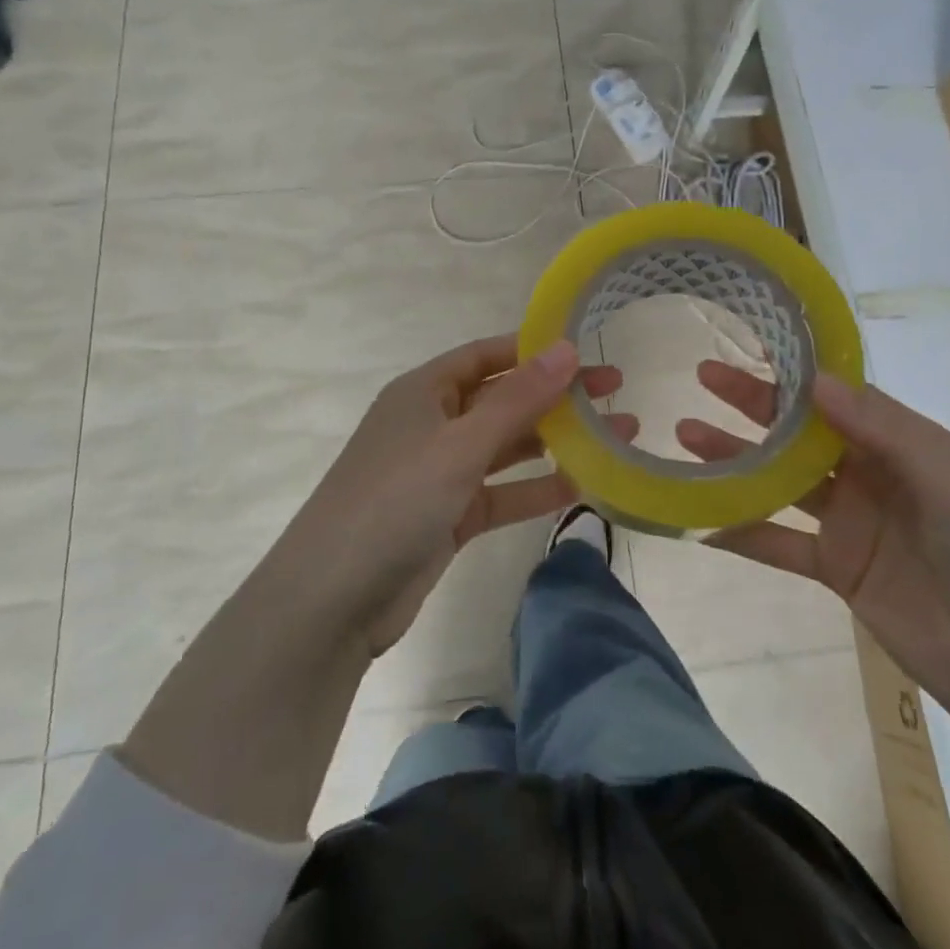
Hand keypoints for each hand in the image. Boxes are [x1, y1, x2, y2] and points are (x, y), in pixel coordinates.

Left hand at [284, 336, 630, 655]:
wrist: (332, 600)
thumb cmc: (394, 500)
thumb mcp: (460, 444)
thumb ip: (517, 399)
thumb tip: (566, 348)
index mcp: (424, 391)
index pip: (487, 355)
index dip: (535, 349)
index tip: (587, 348)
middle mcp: (433, 424)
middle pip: (504, 399)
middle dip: (557, 395)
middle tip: (617, 389)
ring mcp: (441, 472)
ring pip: (507, 447)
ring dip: (557, 441)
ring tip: (617, 434)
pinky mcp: (450, 516)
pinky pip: (502, 492)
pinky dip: (537, 489)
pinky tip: (584, 484)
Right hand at [681, 363, 949, 741]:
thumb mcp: (948, 480)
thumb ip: (880, 429)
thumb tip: (814, 379)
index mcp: (902, 444)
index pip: (837, 396)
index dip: (795, 371)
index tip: (749, 342)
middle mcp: (870, 474)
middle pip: (799, 432)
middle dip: (751, 405)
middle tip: (701, 379)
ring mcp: (850, 523)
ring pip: (780, 482)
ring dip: (734, 462)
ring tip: (684, 437)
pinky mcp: (837, 570)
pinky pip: (780, 544)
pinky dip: (743, 534)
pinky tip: (701, 523)